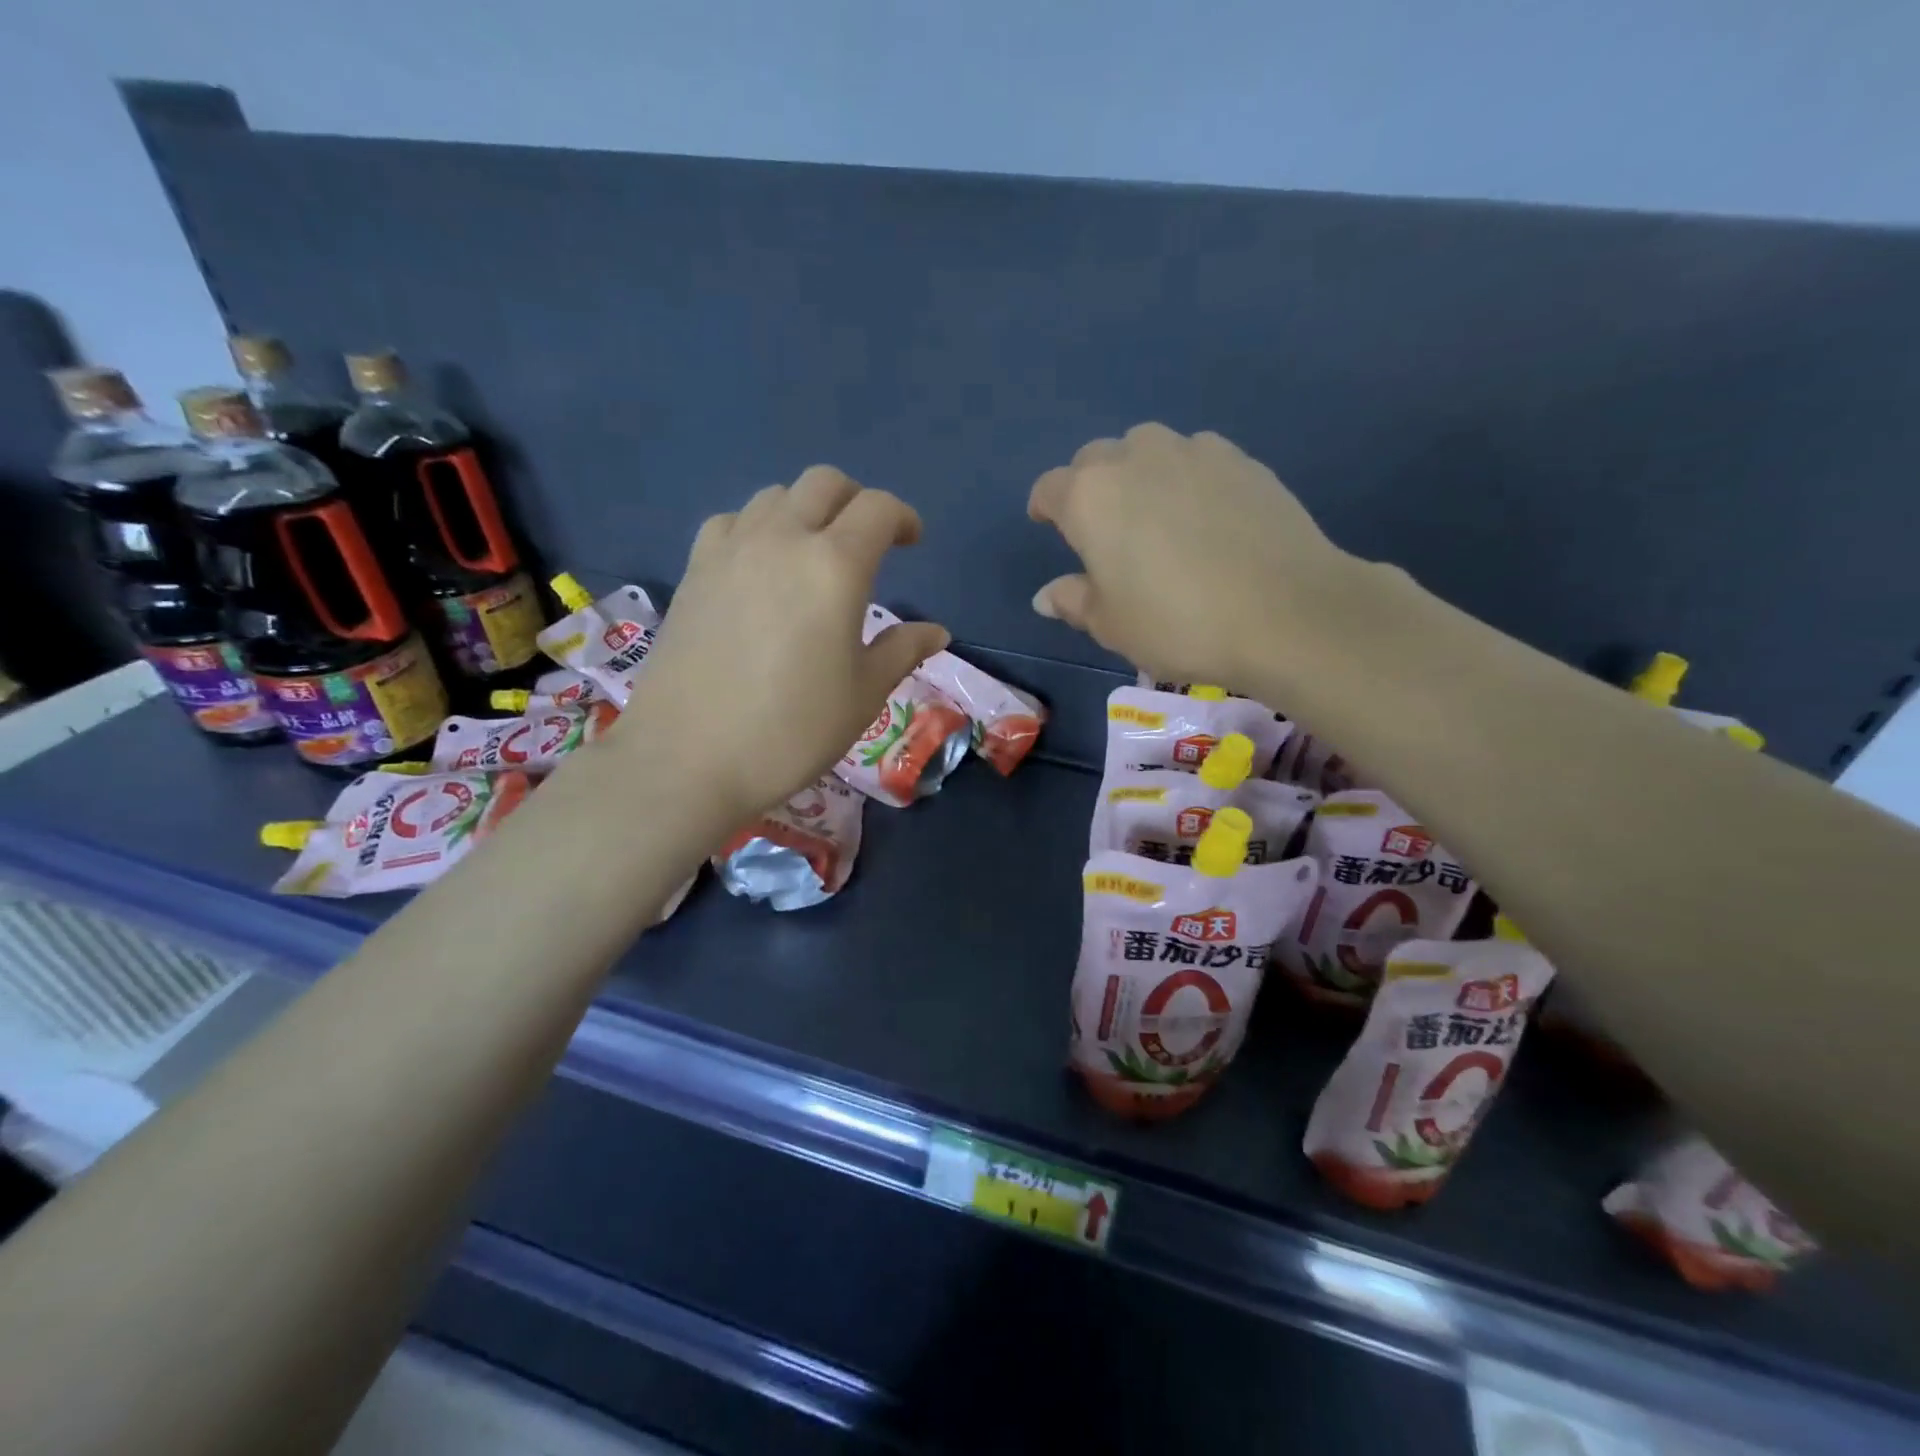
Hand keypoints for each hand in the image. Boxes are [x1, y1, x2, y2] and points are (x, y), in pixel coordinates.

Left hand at [617, 467, 949, 826]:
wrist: (687, 758)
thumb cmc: (791, 730)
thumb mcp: (863, 695)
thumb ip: (902, 651)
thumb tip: (935, 632)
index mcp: (835, 566)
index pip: (877, 509)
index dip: (903, 518)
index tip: (912, 542)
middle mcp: (782, 539)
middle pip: (824, 483)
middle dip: (856, 501)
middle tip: (869, 541)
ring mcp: (730, 550)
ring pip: (775, 496)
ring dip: (805, 511)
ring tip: (813, 554)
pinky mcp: (693, 570)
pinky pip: (732, 521)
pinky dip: (757, 528)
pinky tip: (760, 567)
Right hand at [1028, 423, 1348, 689]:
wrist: (1286, 611)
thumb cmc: (1178, 623)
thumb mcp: (1112, 625)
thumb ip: (1074, 601)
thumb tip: (1046, 595)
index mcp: (1089, 497)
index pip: (1050, 489)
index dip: (1045, 508)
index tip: (1048, 525)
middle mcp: (1134, 458)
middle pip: (1096, 458)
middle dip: (1090, 486)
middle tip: (1104, 528)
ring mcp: (1192, 451)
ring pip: (1148, 448)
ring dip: (1139, 473)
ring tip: (1156, 515)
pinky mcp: (1241, 459)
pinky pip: (1197, 457)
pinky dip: (1187, 477)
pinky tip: (1205, 515)